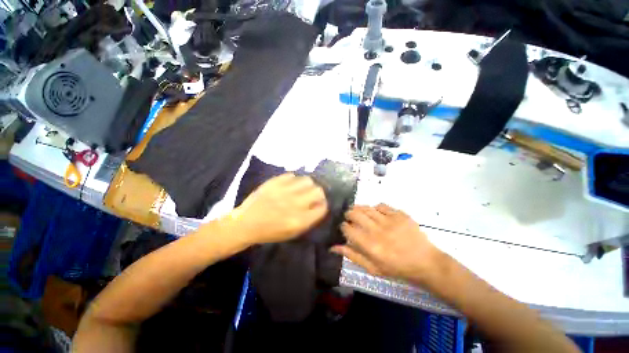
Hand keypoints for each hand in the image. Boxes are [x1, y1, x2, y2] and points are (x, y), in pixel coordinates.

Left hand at [230, 173, 327, 244]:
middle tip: (312, 195)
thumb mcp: (293, 232)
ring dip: (307, 185)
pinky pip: (292, 175)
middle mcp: (294, 204)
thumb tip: (319, 205)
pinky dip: (294, 180)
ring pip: (307, 180)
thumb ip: (309, 219)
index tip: (319, 204)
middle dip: (318, 194)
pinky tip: (289, 185)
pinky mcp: (275, 182)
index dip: (323, 205)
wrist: (246, 223)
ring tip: (301, 189)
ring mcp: (284, 191)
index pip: (322, 207)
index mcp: (300, 220)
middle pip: (318, 191)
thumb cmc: (270, 232)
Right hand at [331, 204, 444, 286]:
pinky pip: (381, 206)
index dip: (343, 226)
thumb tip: (333, 247)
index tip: (345, 228)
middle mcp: (377, 230)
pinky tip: (375, 213)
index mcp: (369, 245)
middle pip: (355, 214)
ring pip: (366, 208)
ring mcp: (389, 220)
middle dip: (348, 214)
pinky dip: (375, 208)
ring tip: (358, 212)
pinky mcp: (399, 214)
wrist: (426, 262)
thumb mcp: (372, 268)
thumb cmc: (397, 268)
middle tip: (350, 218)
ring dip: (359, 209)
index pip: (347, 229)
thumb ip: (352, 256)